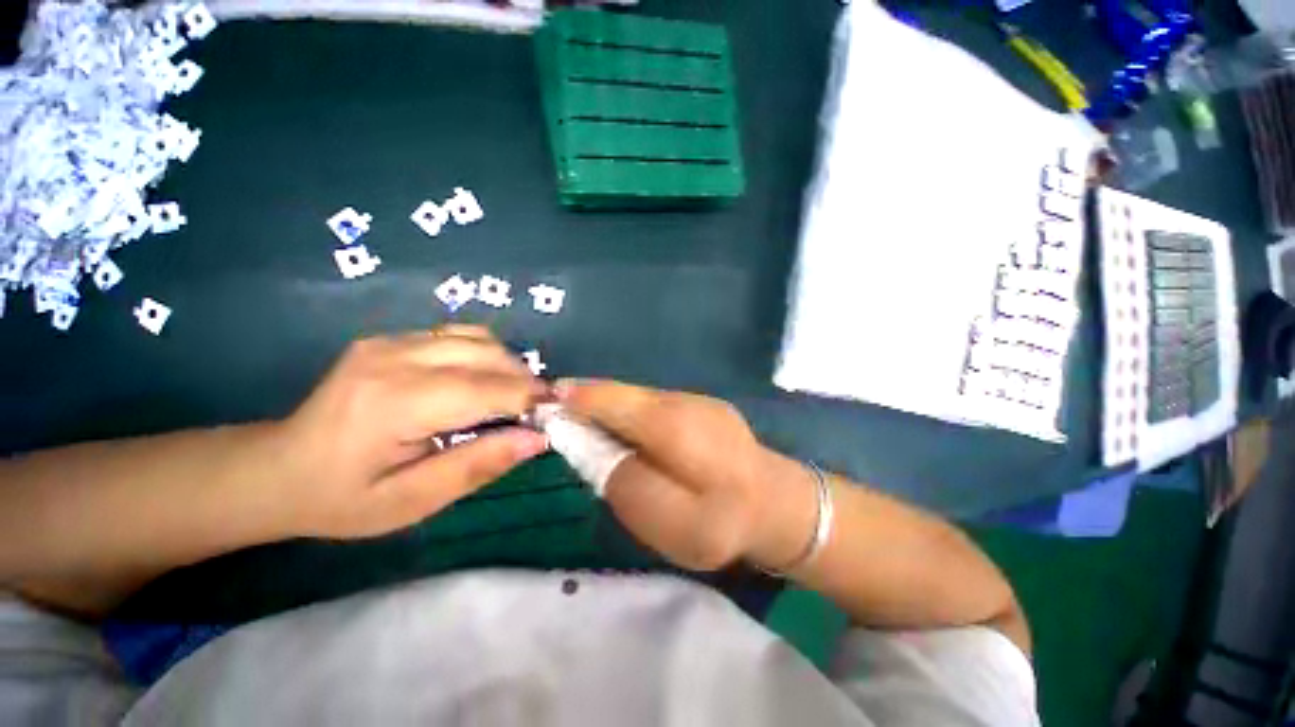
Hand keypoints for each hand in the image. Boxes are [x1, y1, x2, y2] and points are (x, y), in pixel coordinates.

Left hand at [271, 326, 549, 538]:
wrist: (277, 468)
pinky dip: (486, 355)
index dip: (528, 398)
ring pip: (477, 338)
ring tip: (515, 396)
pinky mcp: (391, 338)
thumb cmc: (342, 497)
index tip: (555, 413)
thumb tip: (537, 439)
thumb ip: (477, 466)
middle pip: (486, 354)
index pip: (484, 389)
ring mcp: (389, 341)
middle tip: (537, 411)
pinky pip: (458, 335)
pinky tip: (484, 380)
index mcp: (393, 403)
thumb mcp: (412, 502)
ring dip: (508, 365)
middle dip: (524, 379)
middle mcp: (392, 358)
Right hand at [556, 380, 817, 571]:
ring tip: (583, 419)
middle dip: (587, 399)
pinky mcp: (701, 408)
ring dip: (609, 406)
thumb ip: (625, 482)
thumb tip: (596, 449)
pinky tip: (624, 430)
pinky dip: (631, 413)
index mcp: (673, 427)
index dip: (577, 399)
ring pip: (639, 399)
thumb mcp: (669, 520)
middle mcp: (682, 402)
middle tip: (556, 410)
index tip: (545, 402)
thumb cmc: (723, 521)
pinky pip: (654, 406)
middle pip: (624, 394)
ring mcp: (695, 401)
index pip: (613, 401)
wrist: (779, 504)